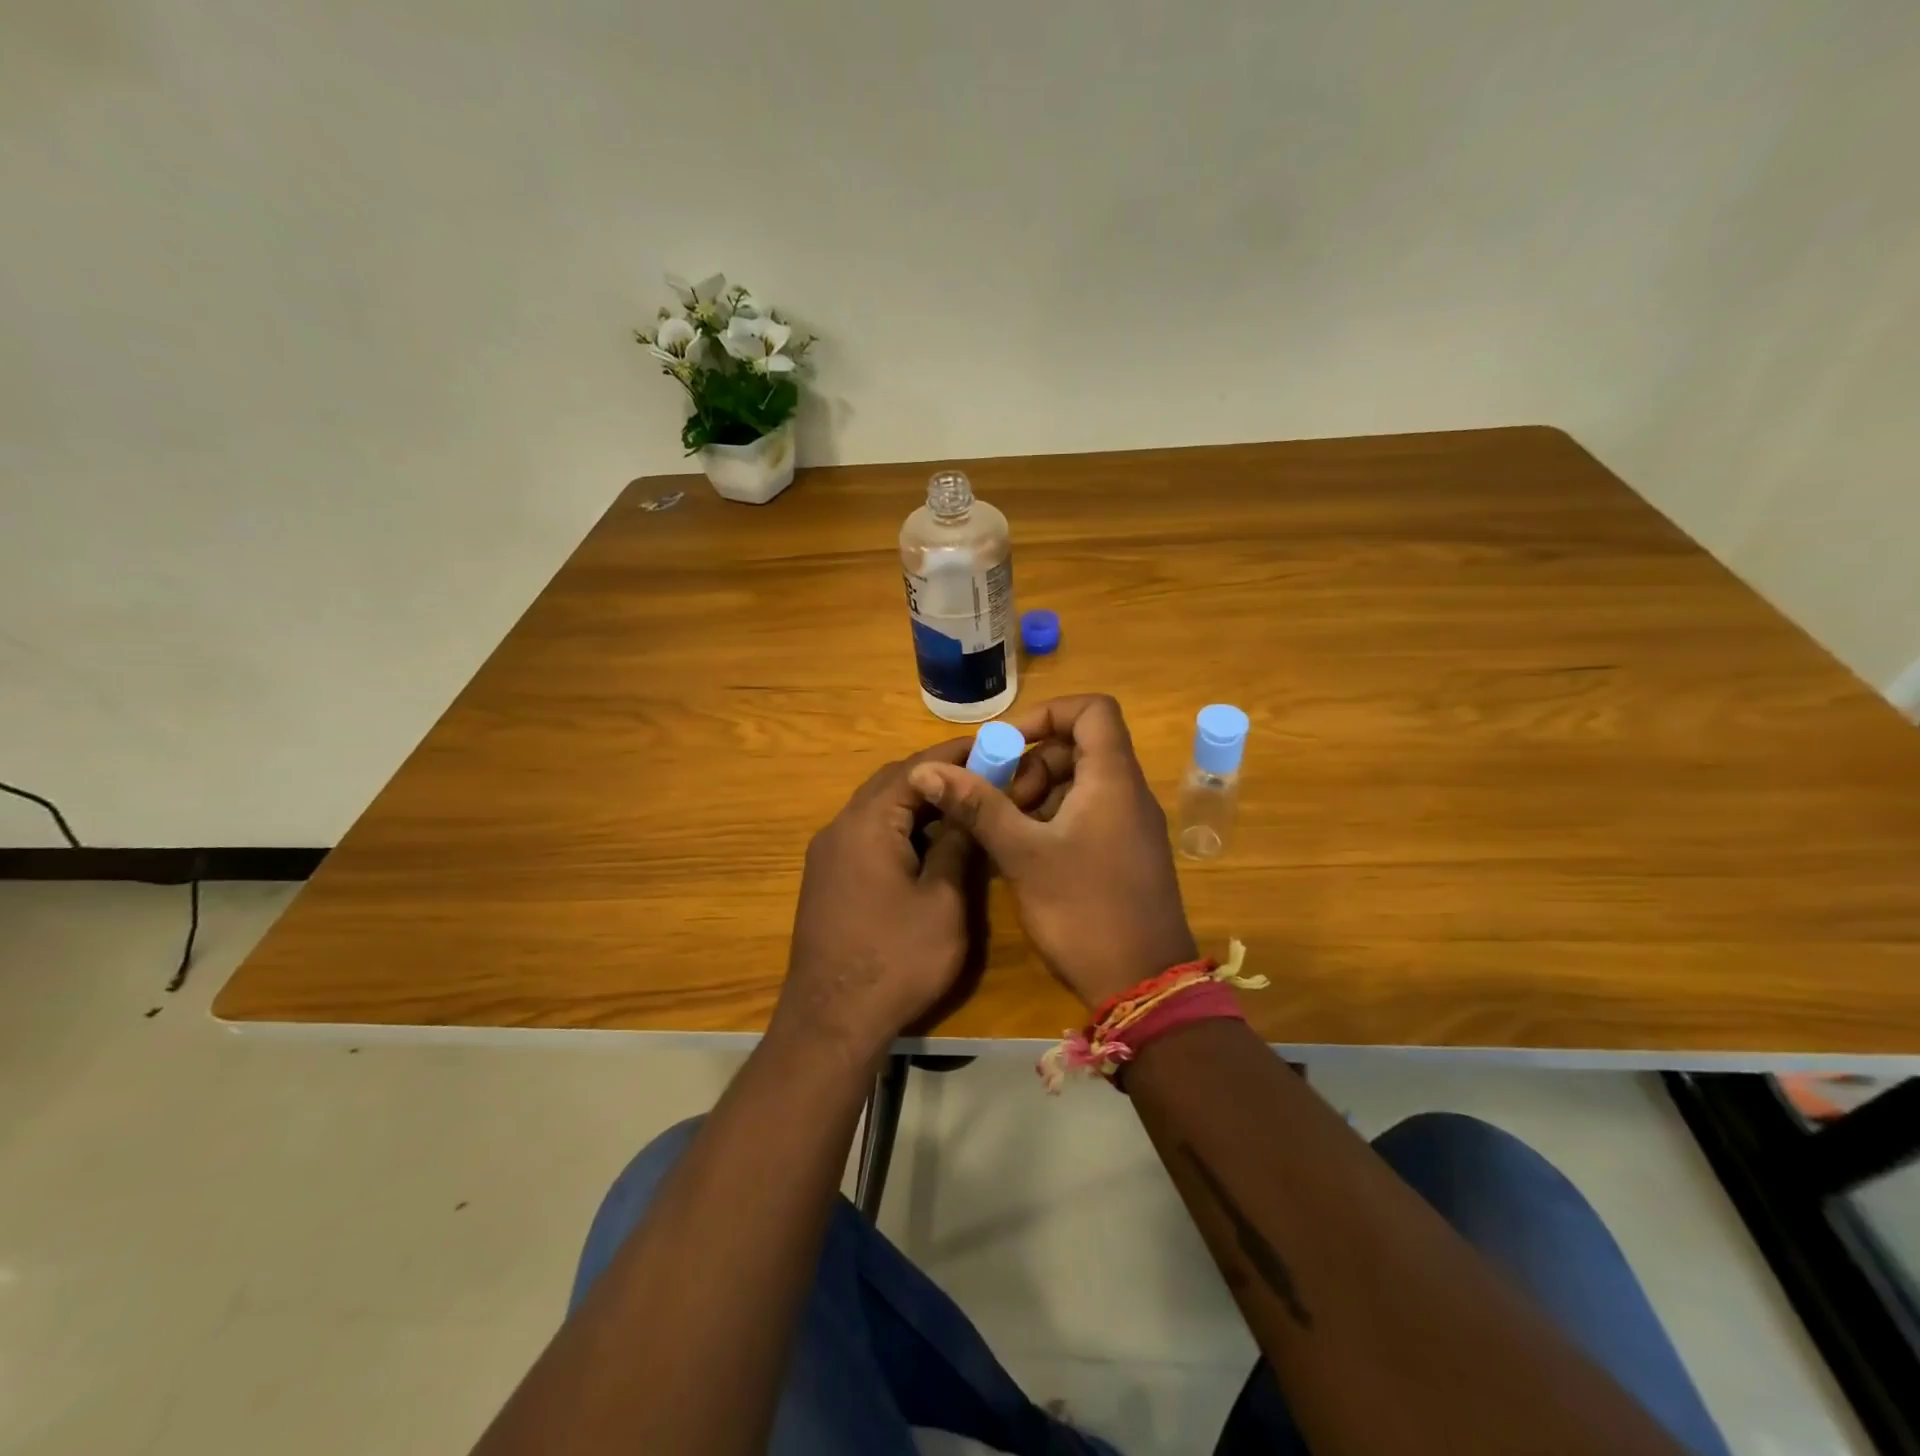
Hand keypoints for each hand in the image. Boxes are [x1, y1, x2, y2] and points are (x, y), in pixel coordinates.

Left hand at [774, 739, 982, 1061]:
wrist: (831, 1021)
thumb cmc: (896, 959)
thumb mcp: (942, 901)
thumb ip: (956, 845)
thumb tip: (968, 807)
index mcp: (868, 823)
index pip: (914, 769)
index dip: (954, 755)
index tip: (991, 747)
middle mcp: (840, 828)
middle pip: (890, 783)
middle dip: (934, 774)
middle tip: (980, 776)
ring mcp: (827, 854)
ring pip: (876, 809)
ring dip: (915, 802)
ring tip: (960, 807)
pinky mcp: (825, 878)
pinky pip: (865, 834)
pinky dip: (897, 828)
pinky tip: (926, 845)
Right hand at [908, 695, 1196, 1008]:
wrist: (1143, 985)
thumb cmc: (1084, 911)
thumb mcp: (1023, 855)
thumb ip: (978, 806)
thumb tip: (928, 770)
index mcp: (1113, 779)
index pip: (1093, 710)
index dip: (1048, 713)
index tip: (1007, 743)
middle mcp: (1128, 792)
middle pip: (1081, 747)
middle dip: (1033, 762)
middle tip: (999, 797)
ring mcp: (1130, 825)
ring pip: (1081, 783)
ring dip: (1039, 793)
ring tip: (1005, 828)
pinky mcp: (1125, 853)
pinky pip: (1088, 813)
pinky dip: (1054, 818)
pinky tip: (1025, 851)